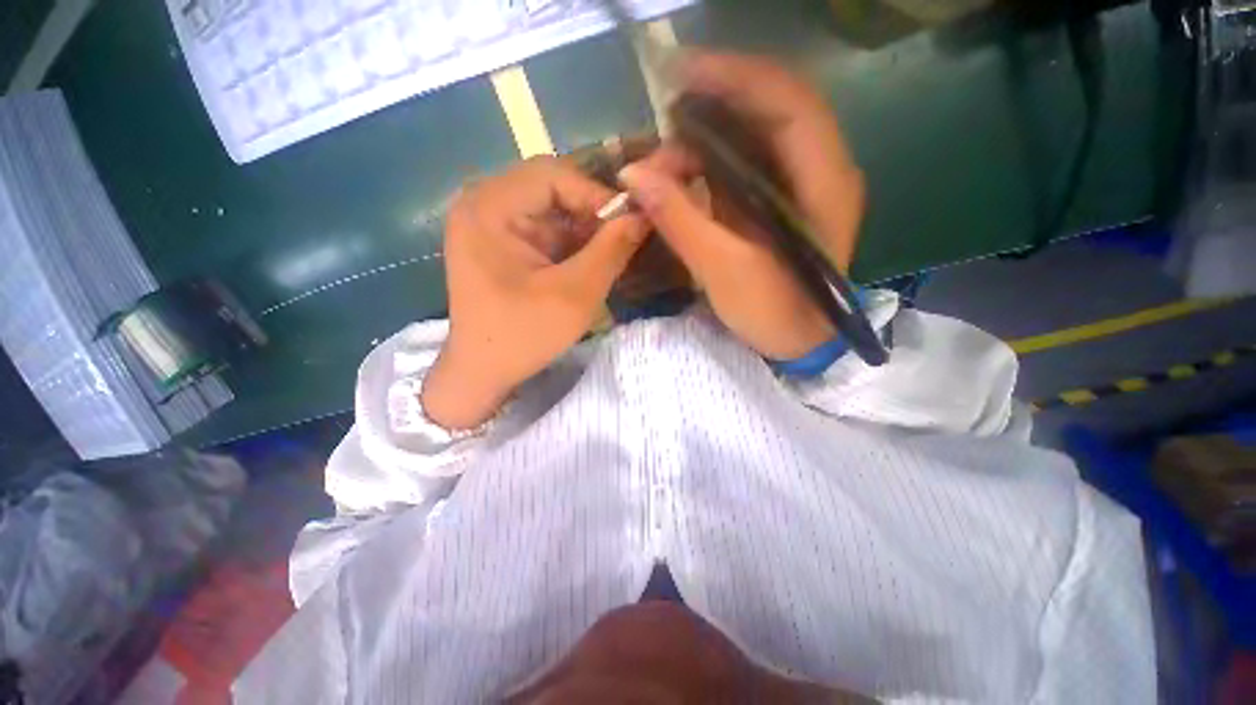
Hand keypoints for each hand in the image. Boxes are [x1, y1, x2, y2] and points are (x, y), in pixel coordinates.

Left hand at [422, 157, 649, 429]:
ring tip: (612, 252)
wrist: (483, 373)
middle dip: (591, 213)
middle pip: (550, 188)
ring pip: (550, 209)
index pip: (552, 175)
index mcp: (488, 209)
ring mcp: (489, 224)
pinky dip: (571, 242)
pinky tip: (590, 262)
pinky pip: (543, 229)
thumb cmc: (523, 336)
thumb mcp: (575, 294)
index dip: (596, 195)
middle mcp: (483, 205)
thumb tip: (643, 216)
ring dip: (583, 229)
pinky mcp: (500, 243)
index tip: (631, 224)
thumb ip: (611, 250)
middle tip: (624, 237)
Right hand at [618, 53, 865, 360]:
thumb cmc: (773, 313)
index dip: (737, 77)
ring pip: (756, 135)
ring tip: (666, 154)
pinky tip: (684, 170)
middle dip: (715, 103)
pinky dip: (713, 159)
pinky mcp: (781, 202)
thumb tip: (633, 176)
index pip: (788, 102)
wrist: (801, 344)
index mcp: (823, 184)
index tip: (681, 72)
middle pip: (771, 109)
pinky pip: (747, 163)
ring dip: (709, 135)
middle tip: (663, 116)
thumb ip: (680, 220)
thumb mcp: (722, 270)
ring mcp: (801, 185)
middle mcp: (821, 171)